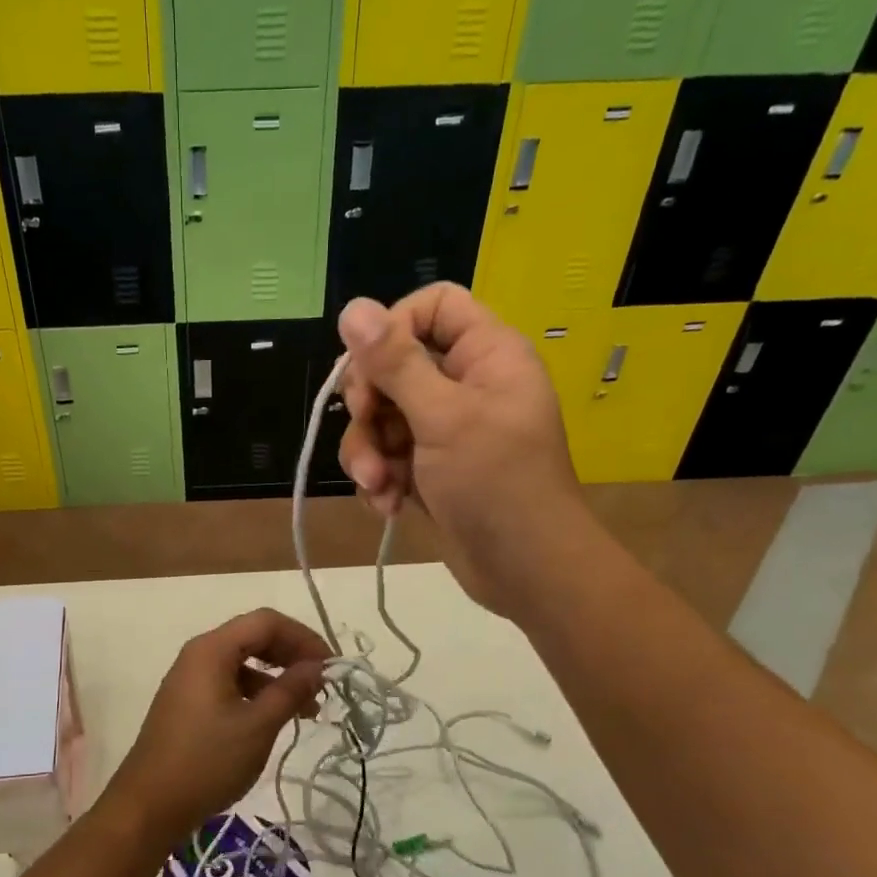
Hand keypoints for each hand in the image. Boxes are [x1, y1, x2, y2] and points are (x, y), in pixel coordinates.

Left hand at [102, 608, 329, 846]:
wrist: (149, 805)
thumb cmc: (207, 761)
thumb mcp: (258, 725)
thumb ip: (291, 689)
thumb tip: (318, 666)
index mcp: (212, 649)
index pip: (266, 621)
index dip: (304, 638)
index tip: (332, 666)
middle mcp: (199, 654)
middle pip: (254, 637)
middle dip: (292, 656)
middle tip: (324, 684)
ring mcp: (191, 679)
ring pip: (243, 662)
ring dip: (278, 678)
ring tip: (309, 709)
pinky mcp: (189, 702)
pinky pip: (230, 683)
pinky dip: (257, 693)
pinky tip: (276, 719)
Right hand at [336, 283, 580, 615]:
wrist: (525, 569)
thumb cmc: (495, 483)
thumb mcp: (442, 417)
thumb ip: (395, 363)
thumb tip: (352, 307)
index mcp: (486, 354)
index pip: (432, 307)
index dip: (392, 329)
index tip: (369, 368)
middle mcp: (465, 384)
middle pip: (394, 366)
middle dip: (370, 406)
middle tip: (368, 430)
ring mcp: (445, 430)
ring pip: (383, 418)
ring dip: (369, 452)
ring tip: (378, 486)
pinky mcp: (429, 469)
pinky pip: (387, 456)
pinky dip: (380, 479)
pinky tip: (389, 505)